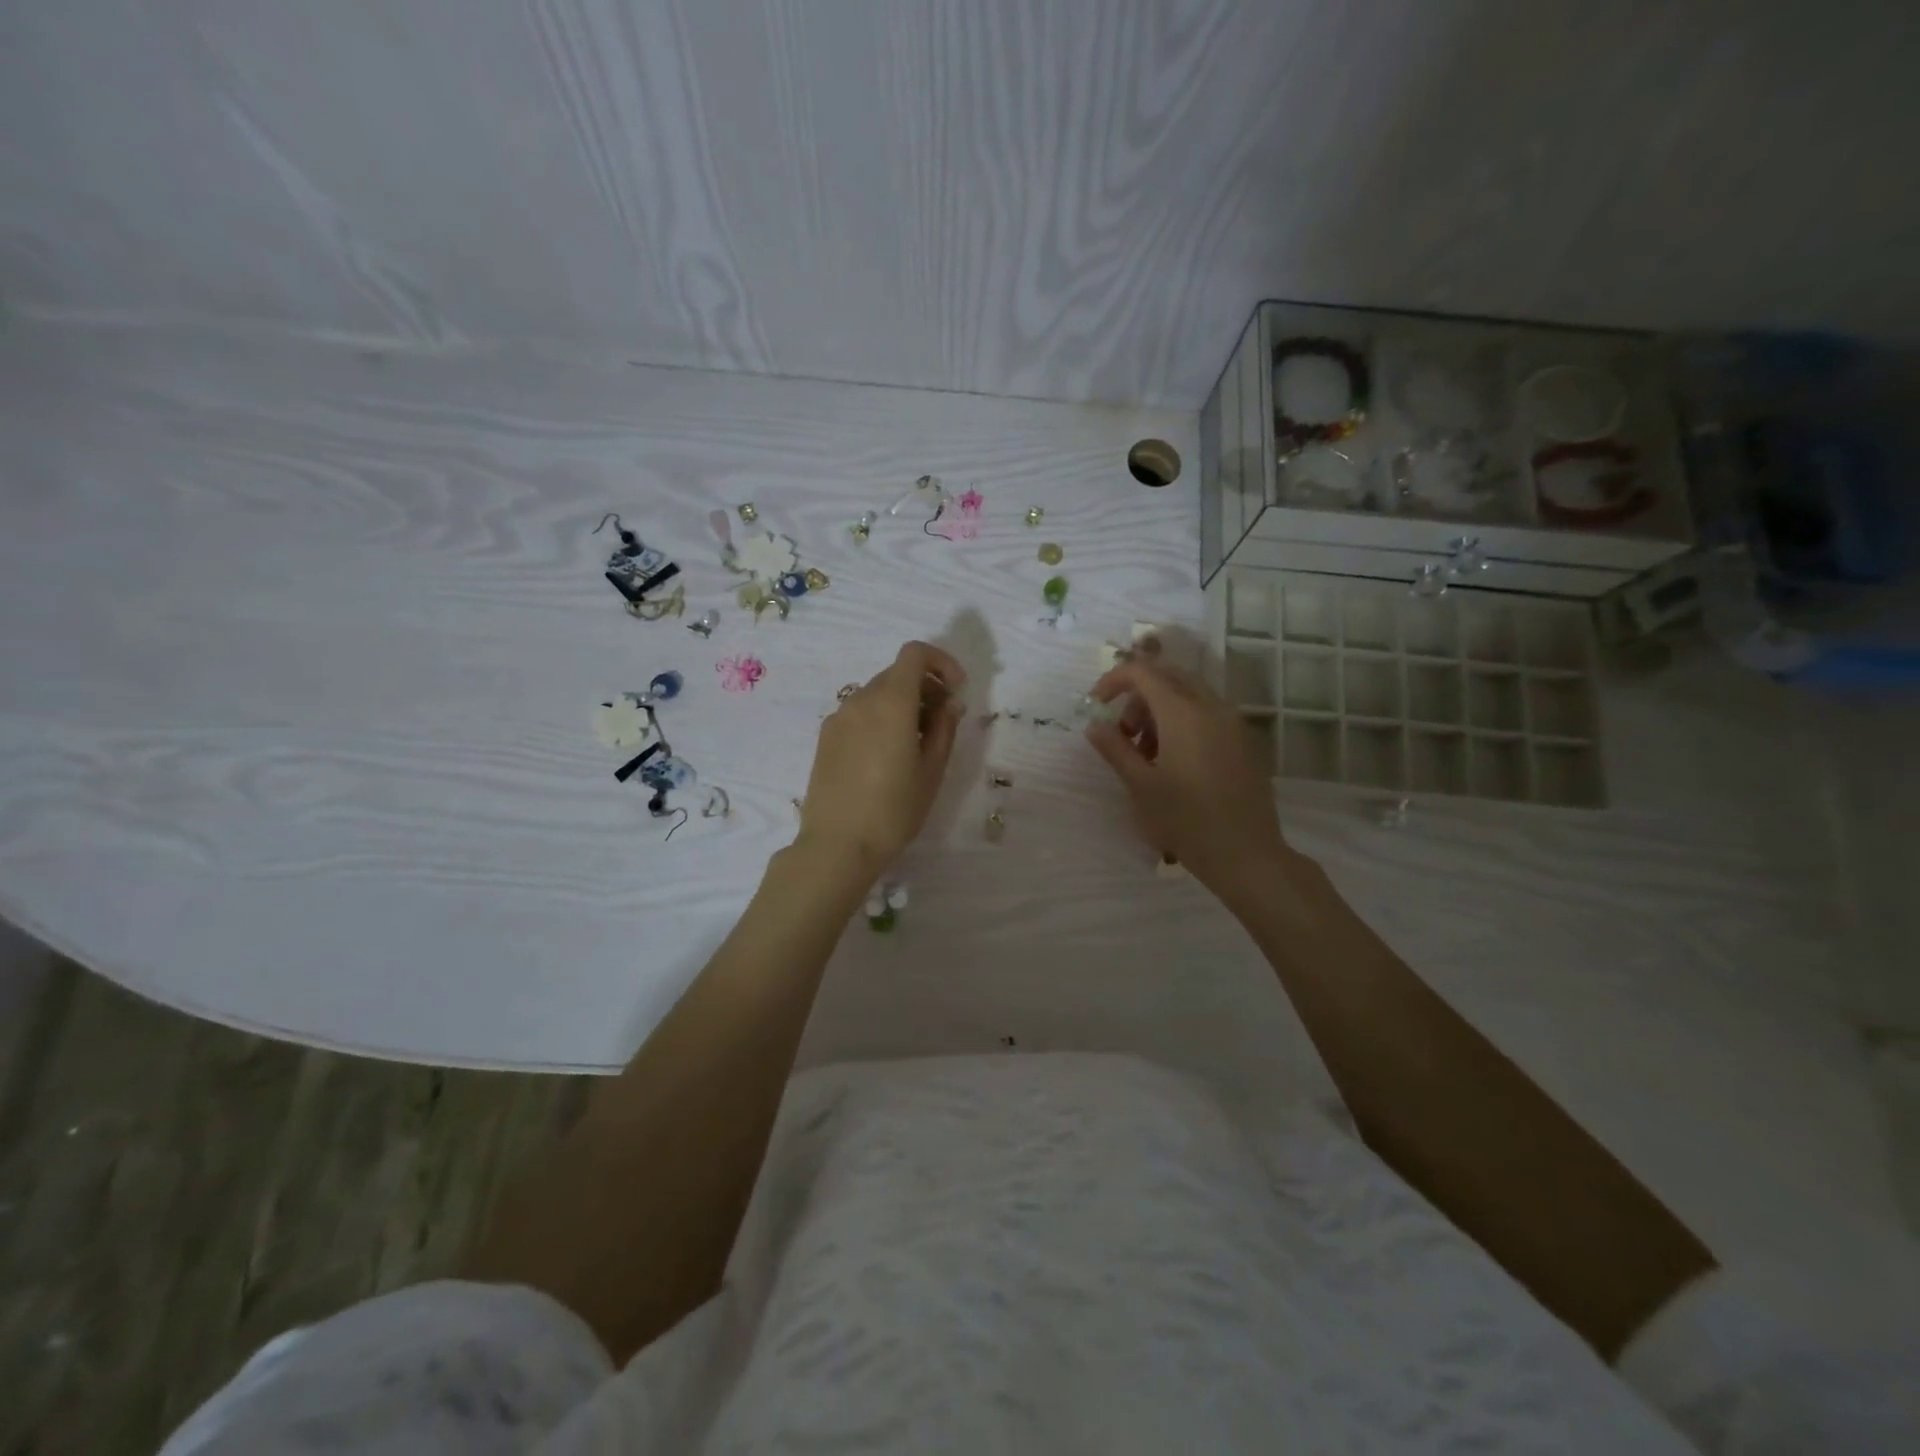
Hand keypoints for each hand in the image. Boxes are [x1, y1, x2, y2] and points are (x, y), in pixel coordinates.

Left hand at [798, 640, 965, 875]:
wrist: (837, 845)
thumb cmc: (893, 810)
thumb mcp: (931, 770)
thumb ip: (944, 728)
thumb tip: (950, 703)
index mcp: (891, 702)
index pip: (914, 654)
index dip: (941, 662)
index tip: (956, 689)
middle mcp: (860, 699)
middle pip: (897, 673)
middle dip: (925, 686)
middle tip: (943, 721)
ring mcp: (839, 717)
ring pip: (877, 693)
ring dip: (902, 703)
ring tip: (917, 742)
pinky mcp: (826, 737)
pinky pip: (859, 712)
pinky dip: (880, 717)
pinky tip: (887, 755)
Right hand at [1085, 656, 1290, 894]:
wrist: (1245, 854)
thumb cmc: (1185, 820)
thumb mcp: (1140, 785)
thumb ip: (1114, 748)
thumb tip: (1095, 725)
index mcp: (1183, 712)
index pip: (1143, 672)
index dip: (1114, 680)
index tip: (1097, 705)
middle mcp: (1212, 707)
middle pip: (1168, 677)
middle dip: (1138, 696)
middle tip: (1123, 733)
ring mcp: (1233, 723)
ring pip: (1189, 695)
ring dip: (1160, 711)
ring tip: (1146, 754)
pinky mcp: (1245, 741)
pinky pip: (1208, 714)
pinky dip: (1183, 722)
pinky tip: (1174, 762)